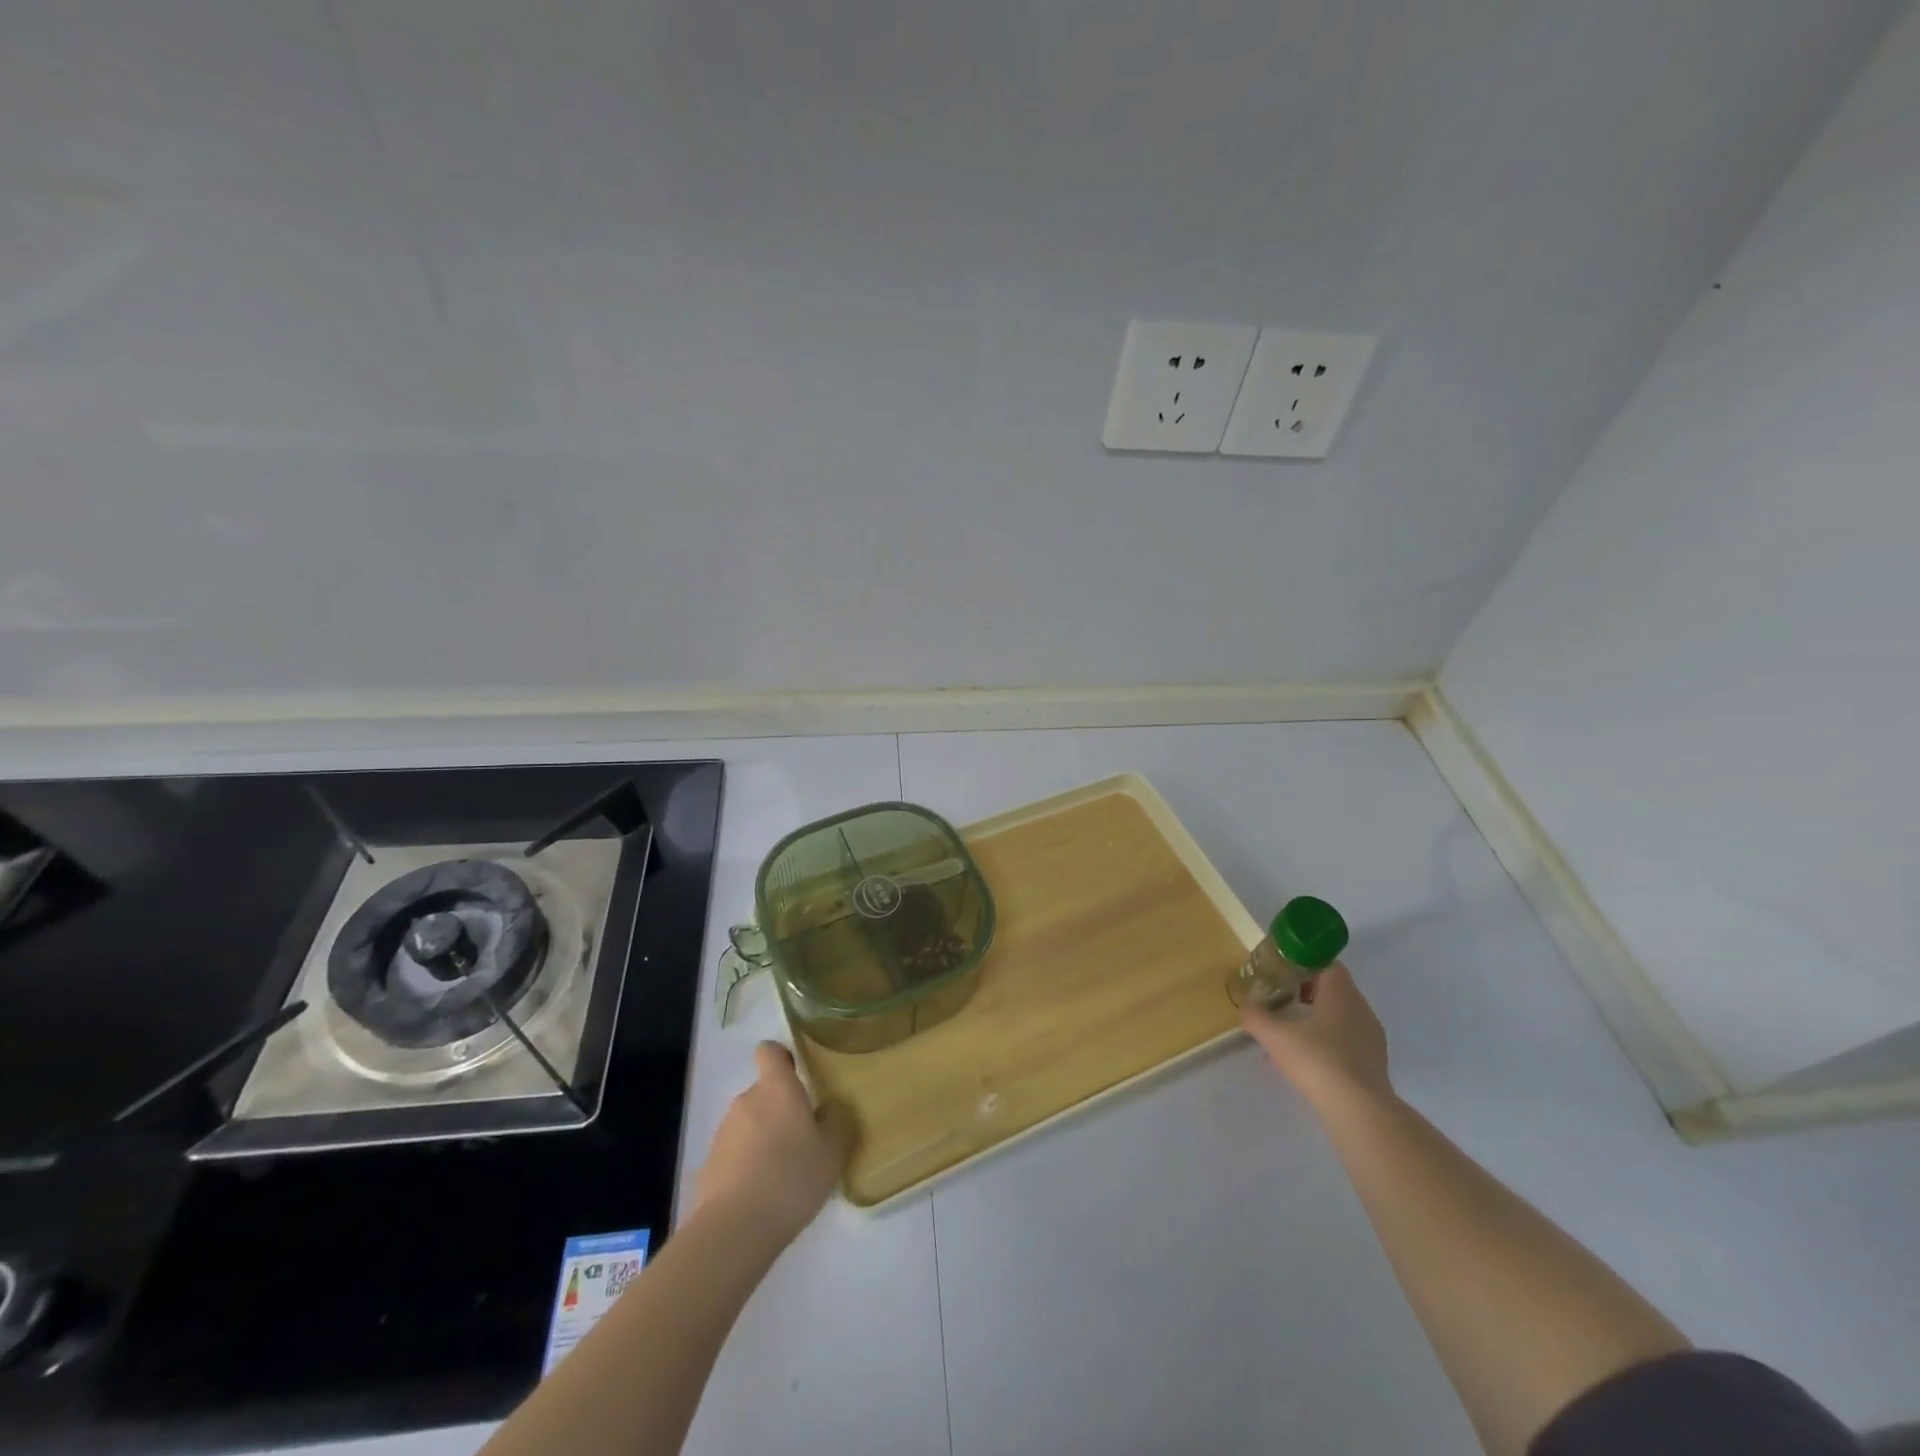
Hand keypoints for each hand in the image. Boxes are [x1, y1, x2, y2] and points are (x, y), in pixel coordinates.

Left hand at [694, 1042, 851, 1249]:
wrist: (735, 1229)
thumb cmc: (791, 1178)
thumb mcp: (832, 1151)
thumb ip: (835, 1120)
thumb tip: (829, 1106)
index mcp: (777, 1088)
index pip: (769, 1051)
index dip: (781, 1057)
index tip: (797, 1074)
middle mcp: (747, 1100)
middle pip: (764, 1092)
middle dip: (780, 1109)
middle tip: (802, 1139)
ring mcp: (724, 1132)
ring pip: (750, 1122)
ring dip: (764, 1137)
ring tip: (783, 1172)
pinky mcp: (710, 1163)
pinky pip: (736, 1152)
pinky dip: (748, 1163)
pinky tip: (762, 1193)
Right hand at [1240, 964, 1392, 1111]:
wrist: (1359, 1111)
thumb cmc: (1317, 1060)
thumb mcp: (1275, 1036)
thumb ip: (1256, 1016)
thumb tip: (1243, 1006)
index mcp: (1342, 994)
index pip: (1327, 964)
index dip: (1303, 963)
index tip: (1281, 971)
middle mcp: (1361, 1009)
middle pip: (1333, 990)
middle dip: (1306, 992)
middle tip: (1279, 998)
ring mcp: (1371, 1038)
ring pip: (1339, 1017)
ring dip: (1315, 1019)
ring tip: (1288, 1032)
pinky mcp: (1373, 1064)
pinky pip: (1346, 1041)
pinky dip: (1326, 1043)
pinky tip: (1305, 1061)